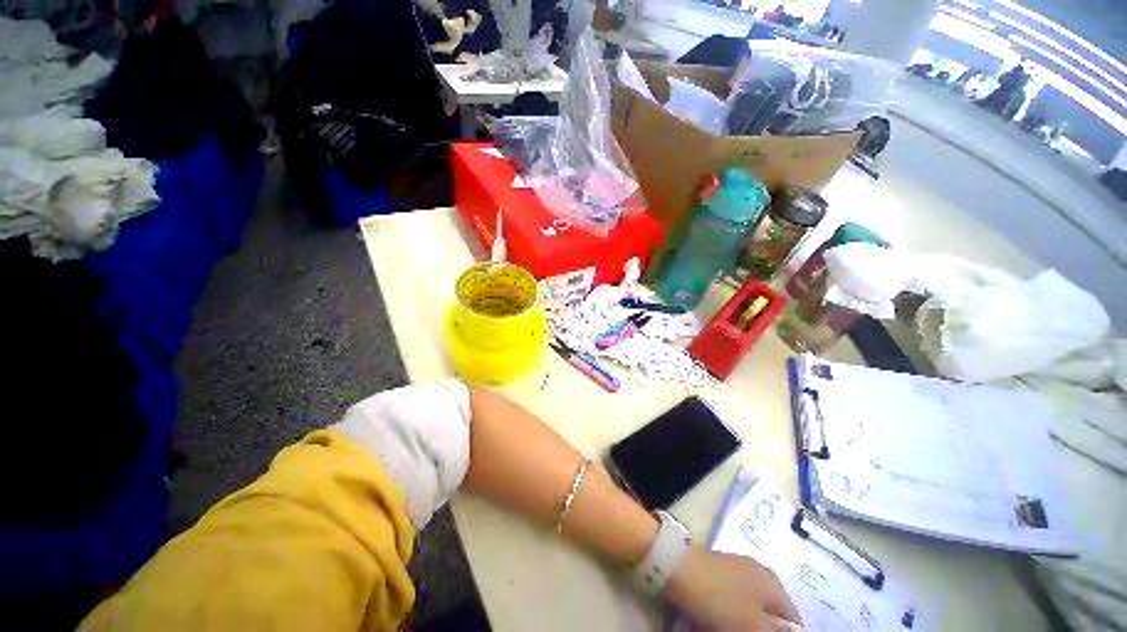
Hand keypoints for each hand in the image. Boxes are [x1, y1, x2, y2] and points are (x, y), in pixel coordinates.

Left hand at [665, 547, 800, 630]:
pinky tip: (717, 622)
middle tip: (747, 631)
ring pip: (750, 606)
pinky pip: (731, 599)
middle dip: (763, 628)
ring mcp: (736, 568)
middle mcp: (759, 573)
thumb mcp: (753, 625)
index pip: (793, 618)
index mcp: (773, 585)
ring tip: (729, 628)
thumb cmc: (718, 599)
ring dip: (745, 622)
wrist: (676, 567)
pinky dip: (729, 614)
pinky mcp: (717, 570)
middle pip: (771, 611)